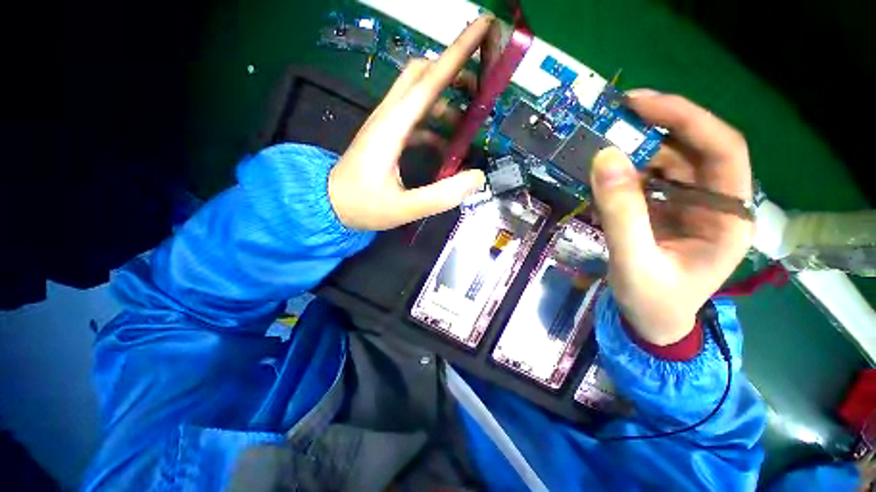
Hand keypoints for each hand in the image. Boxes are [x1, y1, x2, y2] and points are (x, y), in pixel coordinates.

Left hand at [328, 16, 497, 230]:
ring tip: (470, 121)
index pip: (428, 81)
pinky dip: (436, 125)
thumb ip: (440, 196)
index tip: (484, 27)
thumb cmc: (362, 206)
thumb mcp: (403, 208)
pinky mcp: (387, 136)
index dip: (457, 53)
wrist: (328, 205)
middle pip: (421, 75)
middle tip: (481, 87)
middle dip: (454, 71)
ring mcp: (386, 124)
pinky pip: (416, 119)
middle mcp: (388, 117)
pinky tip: (447, 146)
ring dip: (447, 100)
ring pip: (418, 95)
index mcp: (391, 128)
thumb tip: (477, 178)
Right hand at [590, 91, 752, 345]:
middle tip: (613, 116)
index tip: (640, 104)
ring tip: (602, 143)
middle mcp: (716, 202)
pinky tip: (606, 171)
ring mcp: (691, 205)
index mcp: (728, 217)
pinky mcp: (667, 209)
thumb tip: (604, 158)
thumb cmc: (652, 301)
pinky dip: (627, 169)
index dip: (687, 119)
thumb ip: (621, 214)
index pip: (723, 150)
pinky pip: (650, 178)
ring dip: (637, 148)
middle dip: (658, 127)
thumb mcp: (634, 262)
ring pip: (671, 160)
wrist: (650, 322)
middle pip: (696, 148)